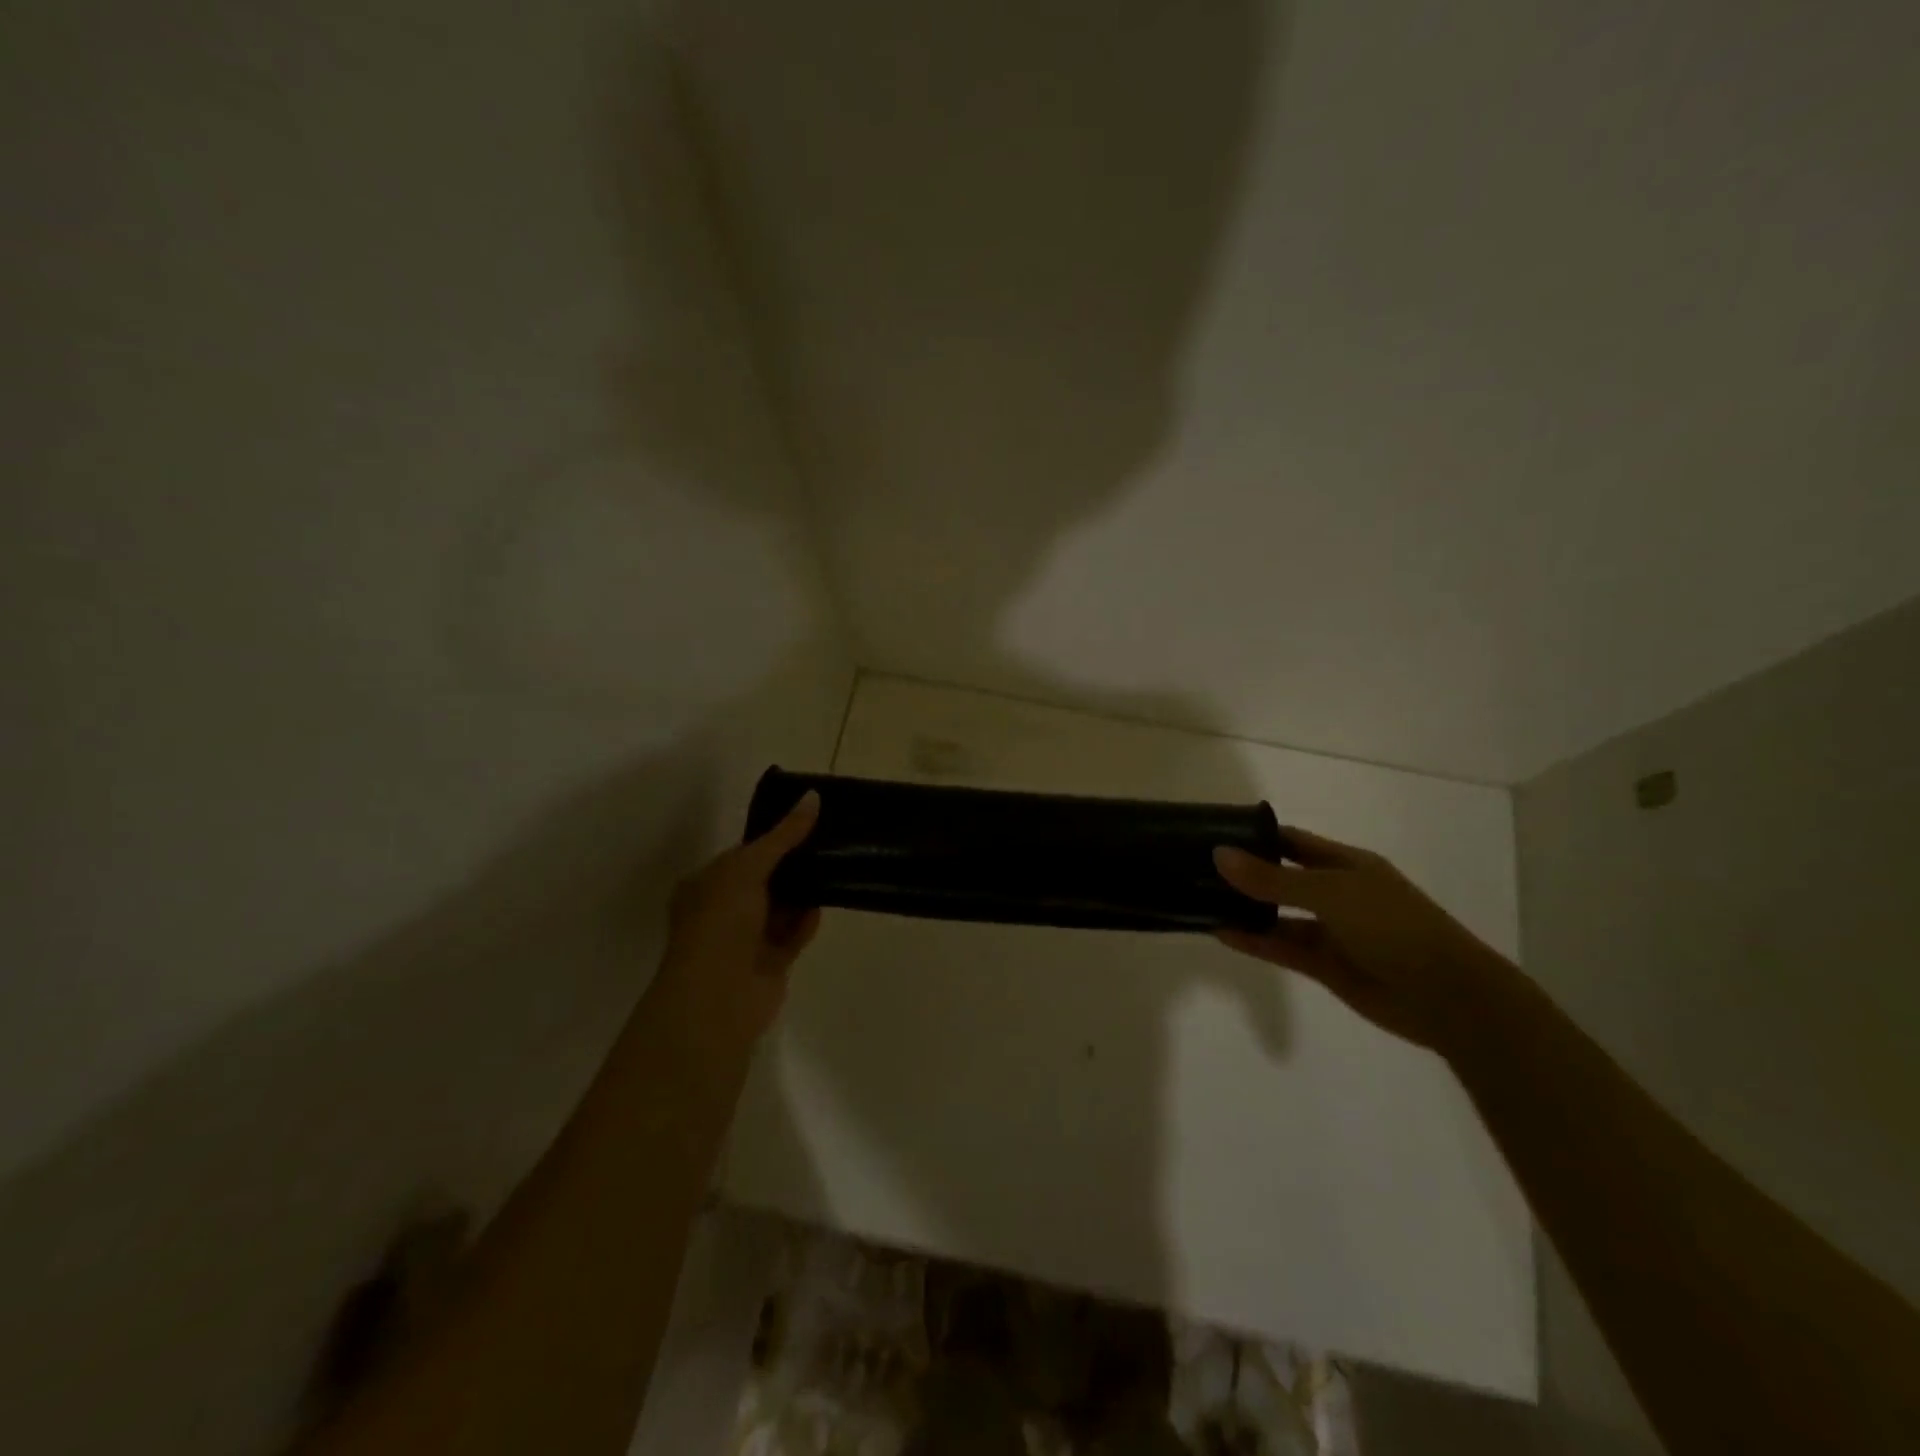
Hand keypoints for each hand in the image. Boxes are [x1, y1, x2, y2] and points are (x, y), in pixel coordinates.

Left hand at [648, 792, 821, 1060]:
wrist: (718, 996)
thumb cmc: (721, 922)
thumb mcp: (749, 867)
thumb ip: (783, 836)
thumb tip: (813, 796)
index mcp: (706, 884)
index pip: (743, 853)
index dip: (773, 837)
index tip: (808, 819)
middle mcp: (723, 910)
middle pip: (766, 879)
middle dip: (794, 864)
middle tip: (830, 840)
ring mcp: (746, 939)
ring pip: (782, 907)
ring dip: (804, 892)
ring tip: (837, 866)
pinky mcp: (770, 962)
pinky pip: (793, 934)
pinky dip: (807, 922)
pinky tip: (825, 905)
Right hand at [1211, 826, 1518, 1056]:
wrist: (1446, 996)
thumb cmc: (1392, 926)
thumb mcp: (1329, 893)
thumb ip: (1272, 878)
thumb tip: (1219, 854)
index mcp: (1346, 864)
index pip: (1292, 841)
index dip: (1255, 836)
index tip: (1213, 834)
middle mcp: (1336, 893)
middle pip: (1281, 877)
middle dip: (1244, 873)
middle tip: (1196, 868)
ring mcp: (1331, 930)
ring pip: (1279, 915)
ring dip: (1246, 909)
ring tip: (1201, 900)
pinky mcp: (1325, 965)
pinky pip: (1282, 947)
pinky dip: (1255, 941)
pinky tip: (1222, 933)